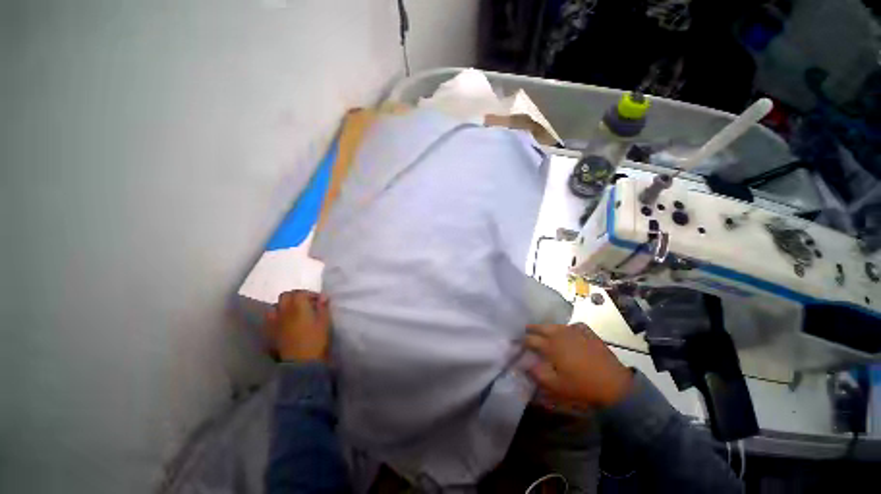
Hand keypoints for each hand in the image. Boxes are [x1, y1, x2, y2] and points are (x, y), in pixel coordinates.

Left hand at [265, 290, 331, 361]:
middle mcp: (283, 310)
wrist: (301, 362)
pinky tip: (283, 323)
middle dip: (295, 297)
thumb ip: (323, 307)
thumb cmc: (316, 339)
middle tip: (305, 304)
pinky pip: (269, 319)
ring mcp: (274, 322)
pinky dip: (276, 317)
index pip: (301, 292)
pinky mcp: (269, 333)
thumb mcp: (325, 321)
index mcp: (298, 305)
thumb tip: (323, 296)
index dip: (310, 294)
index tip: (318, 301)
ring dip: (283, 306)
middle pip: (285, 296)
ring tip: (292, 313)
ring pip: (274, 306)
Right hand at [524, 323, 632, 409]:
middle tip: (527, 332)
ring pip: (555, 325)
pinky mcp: (587, 332)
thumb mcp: (556, 386)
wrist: (614, 384)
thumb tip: (525, 364)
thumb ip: (537, 374)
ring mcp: (574, 331)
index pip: (530, 340)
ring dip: (547, 328)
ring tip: (545, 333)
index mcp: (550, 345)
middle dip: (532, 329)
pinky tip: (569, 334)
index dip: (522, 342)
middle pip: (541, 327)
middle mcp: (560, 334)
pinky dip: (567, 328)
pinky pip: (573, 326)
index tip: (517, 344)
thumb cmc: (581, 386)